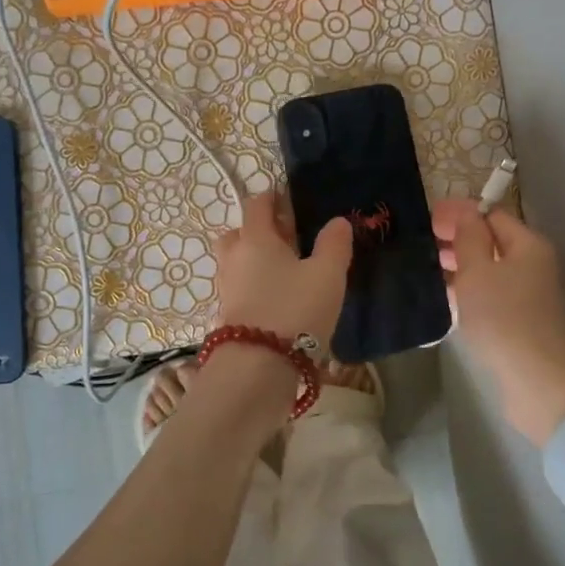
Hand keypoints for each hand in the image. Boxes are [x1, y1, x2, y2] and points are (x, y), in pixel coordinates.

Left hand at [215, 192, 351, 344]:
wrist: (259, 367)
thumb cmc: (295, 309)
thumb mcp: (327, 275)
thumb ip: (334, 244)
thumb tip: (338, 221)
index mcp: (255, 238)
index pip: (256, 205)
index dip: (271, 198)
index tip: (288, 199)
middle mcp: (234, 258)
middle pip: (239, 233)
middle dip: (259, 231)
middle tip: (287, 239)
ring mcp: (226, 288)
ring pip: (237, 262)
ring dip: (256, 260)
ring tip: (286, 272)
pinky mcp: (228, 315)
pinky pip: (240, 288)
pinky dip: (255, 286)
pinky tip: (278, 299)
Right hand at [433, 199, 564, 447]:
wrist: (539, 385)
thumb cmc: (504, 319)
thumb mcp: (478, 271)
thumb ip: (469, 237)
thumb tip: (465, 212)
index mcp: (528, 245)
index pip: (491, 215)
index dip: (459, 213)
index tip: (425, 217)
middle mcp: (532, 266)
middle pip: (491, 241)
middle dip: (456, 239)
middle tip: (419, 242)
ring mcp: (527, 297)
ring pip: (488, 271)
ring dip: (459, 266)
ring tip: (423, 268)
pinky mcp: (519, 323)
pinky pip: (488, 296)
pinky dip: (466, 292)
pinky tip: (441, 298)